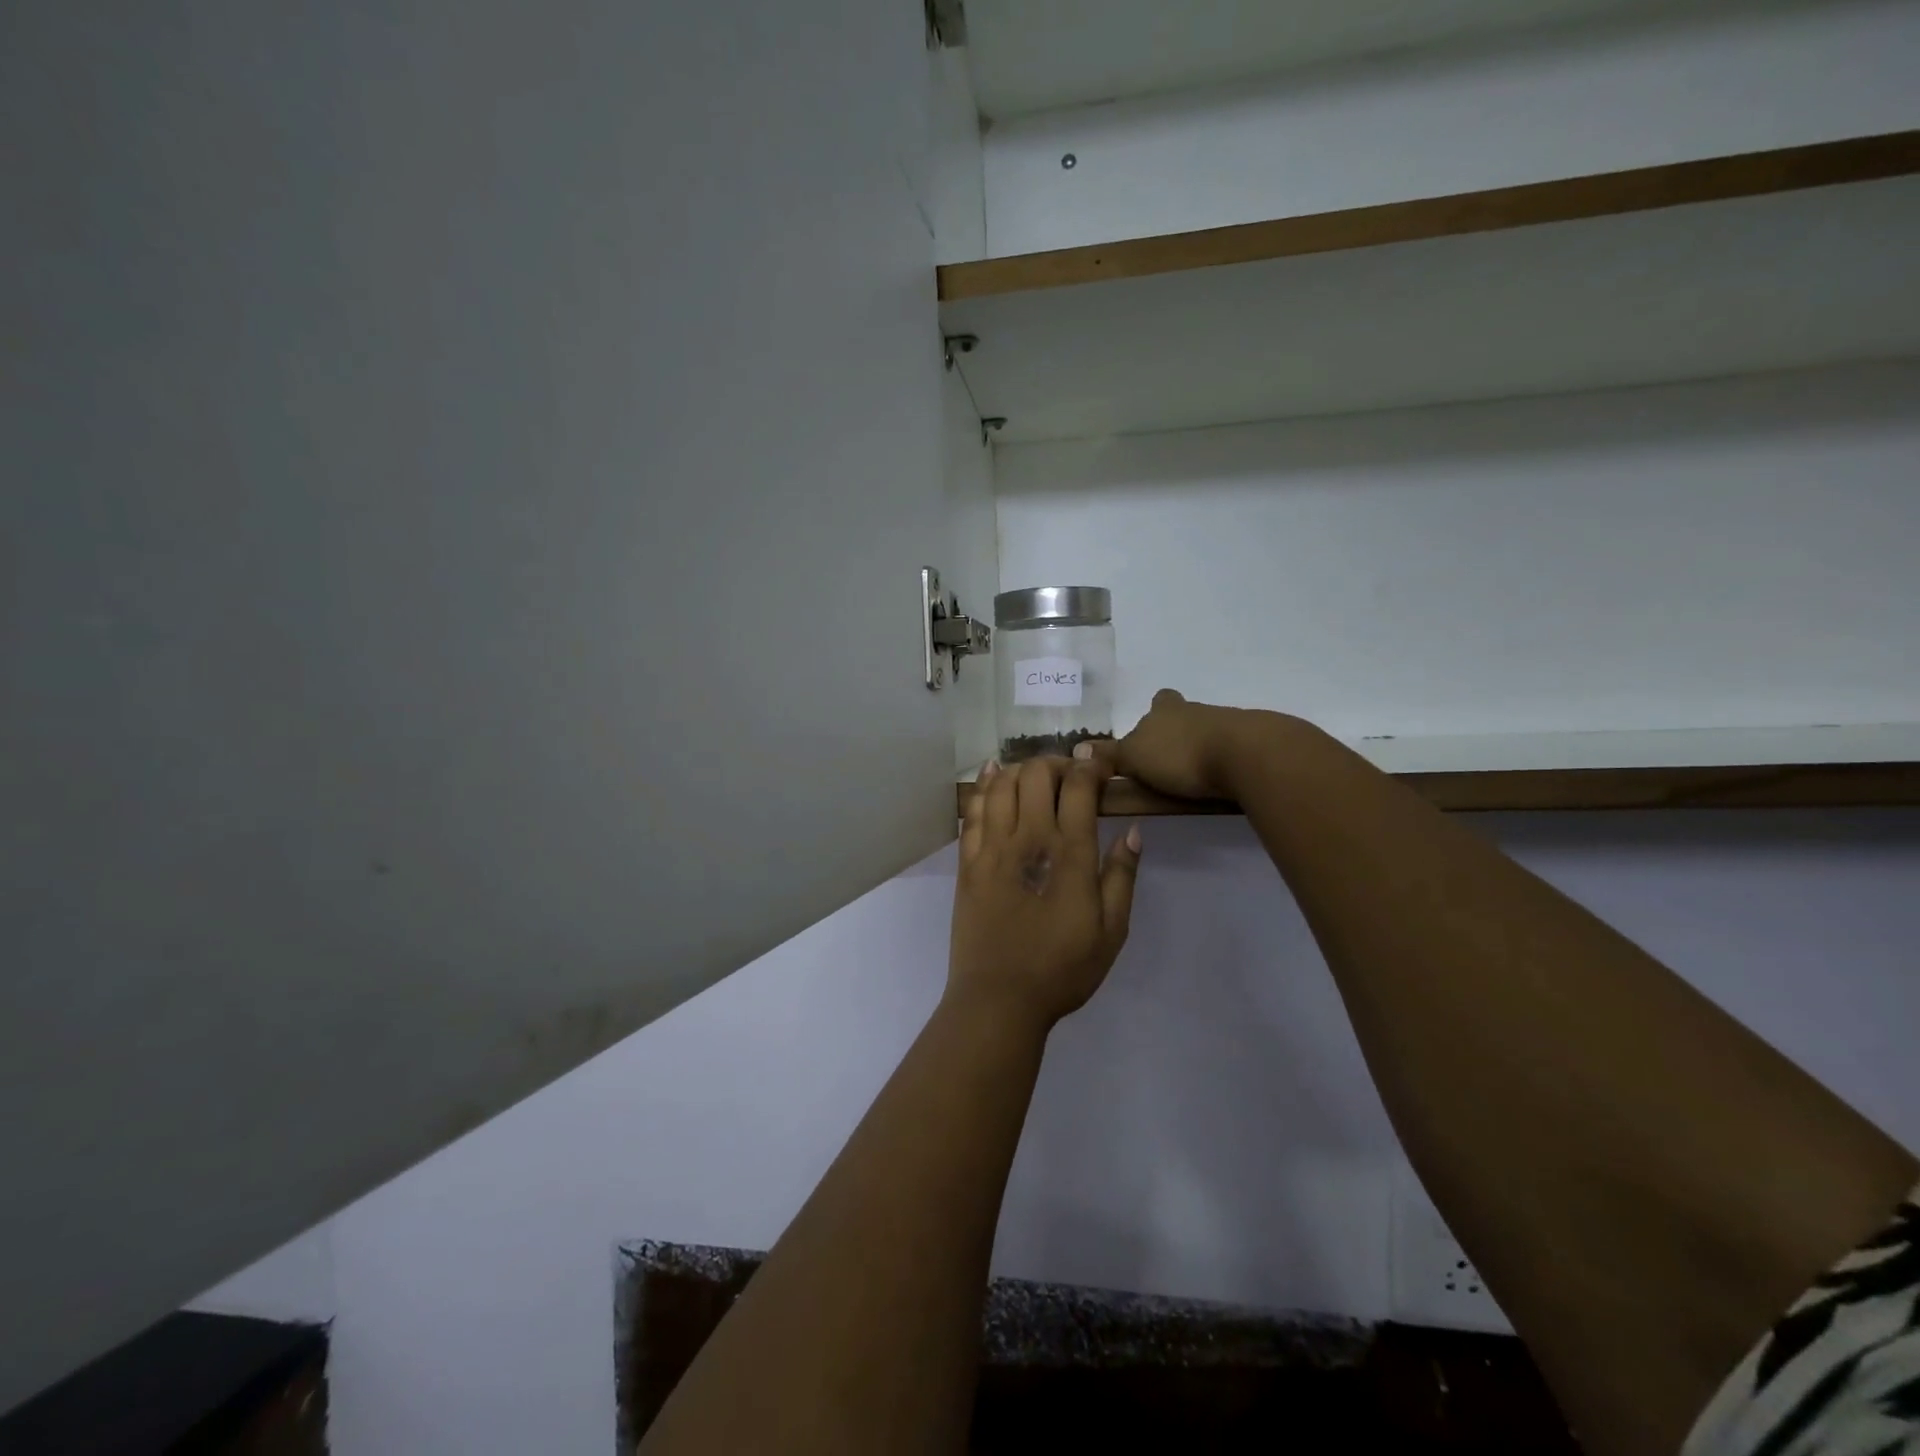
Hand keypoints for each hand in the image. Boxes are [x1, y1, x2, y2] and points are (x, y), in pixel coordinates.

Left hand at [950, 757, 1140, 1030]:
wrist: (1000, 997)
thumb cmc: (1062, 968)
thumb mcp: (1112, 931)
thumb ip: (1122, 876)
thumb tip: (1132, 832)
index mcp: (1070, 853)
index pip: (1079, 786)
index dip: (1090, 765)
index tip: (1100, 764)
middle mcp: (1029, 838)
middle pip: (1036, 774)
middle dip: (1056, 763)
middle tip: (1068, 778)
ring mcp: (993, 847)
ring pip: (1001, 784)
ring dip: (1020, 769)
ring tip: (1034, 777)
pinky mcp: (968, 861)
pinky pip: (972, 809)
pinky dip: (983, 784)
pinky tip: (991, 774)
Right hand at [1084, 689, 1267, 800]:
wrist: (1245, 754)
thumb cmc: (1180, 753)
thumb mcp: (1134, 757)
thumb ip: (1109, 756)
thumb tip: (1078, 749)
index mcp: (1165, 710)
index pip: (1160, 702)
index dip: (1156, 712)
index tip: (1151, 733)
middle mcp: (1195, 710)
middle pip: (1184, 716)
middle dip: (1177, 734)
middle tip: (1169, 762)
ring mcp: (1227, 723)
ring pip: (1208, 732)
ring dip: (1201, 749)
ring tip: (1193, 780)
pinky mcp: (1252, 743)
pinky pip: (1231, 749)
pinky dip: (1224, 762)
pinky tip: (1220, 781)